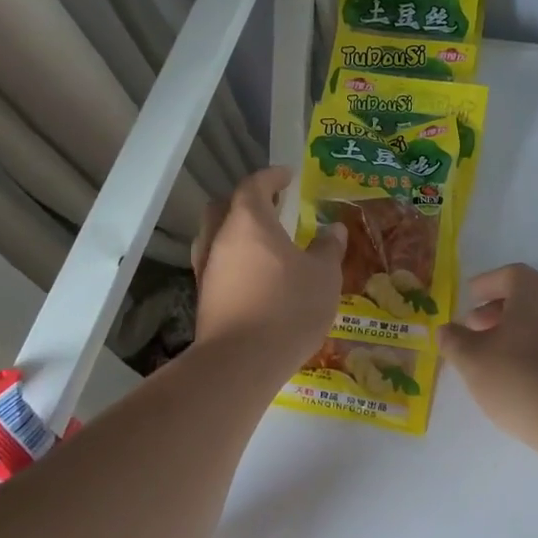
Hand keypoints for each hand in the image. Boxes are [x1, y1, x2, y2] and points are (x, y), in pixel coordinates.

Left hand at [192, 168, 345, 378]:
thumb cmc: (288, 307)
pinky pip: (217, 265)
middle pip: (224, 206)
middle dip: (246, 200)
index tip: (288, 175)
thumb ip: (327, 249)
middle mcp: (220, 239)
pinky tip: (254, 275)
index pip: (254, 185)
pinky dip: (233, 260)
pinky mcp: (204, 297)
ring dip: (235, 231)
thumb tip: (333, 230)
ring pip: (215, 236)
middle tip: (272, 205)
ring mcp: (206, 269)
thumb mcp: (323, 276)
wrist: (242, 362)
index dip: (271, 177)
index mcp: (249, 222)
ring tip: (263, 241)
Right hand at [439, 264, 537, 451]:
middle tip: (473, 328)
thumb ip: (454, 340)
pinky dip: (531, 347)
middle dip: (496, 309)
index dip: (486, 283)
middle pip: (525, 296)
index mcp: (533, 293)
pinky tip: (516, 374)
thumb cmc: (518, 380)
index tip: (469, 297)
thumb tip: (446, 329)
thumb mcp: (472, 360)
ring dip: (513, 330)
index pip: (509, 274)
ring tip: (491, 354)